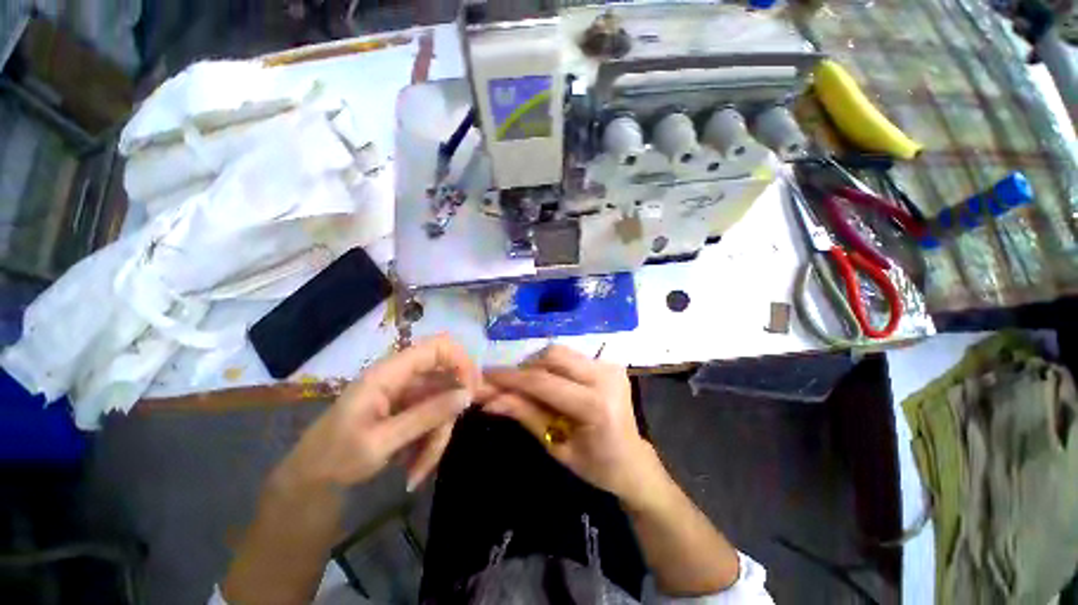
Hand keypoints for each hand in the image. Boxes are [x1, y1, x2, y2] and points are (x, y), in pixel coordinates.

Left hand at [275, 334, 480, 492]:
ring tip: (418, 470)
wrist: (310, 482)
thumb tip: (467, 394)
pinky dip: (429, 443)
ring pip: (442, 404)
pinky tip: (414, 467)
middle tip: (438, 447)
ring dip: (436, 437)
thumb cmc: (334, 458)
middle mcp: (402, 377)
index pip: (439, 347)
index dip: (461, 361)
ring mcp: (406, 394)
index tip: (471, 391)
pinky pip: (432, 418)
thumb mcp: (380, 442)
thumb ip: (426, 416)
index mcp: (390, 373)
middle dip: (447, 415)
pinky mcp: (408, 410)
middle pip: (446, 381)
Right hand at [480, 345, 664, 504]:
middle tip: (509, 386)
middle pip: (552, 356)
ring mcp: (610, 366)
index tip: (484, 376)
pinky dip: (553, 367)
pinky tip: (549, 384)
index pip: (542, 382)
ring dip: (538, 366)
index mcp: (595, 406)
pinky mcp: (609, 363)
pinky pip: (571, 357)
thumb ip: (525, 415)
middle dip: (525, 369)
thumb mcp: (556, 447)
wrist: (634, 461)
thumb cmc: (596, 466)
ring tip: (528, 387)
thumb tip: (488, 399)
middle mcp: (605, 376)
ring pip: (560, 352)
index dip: (510, 378)